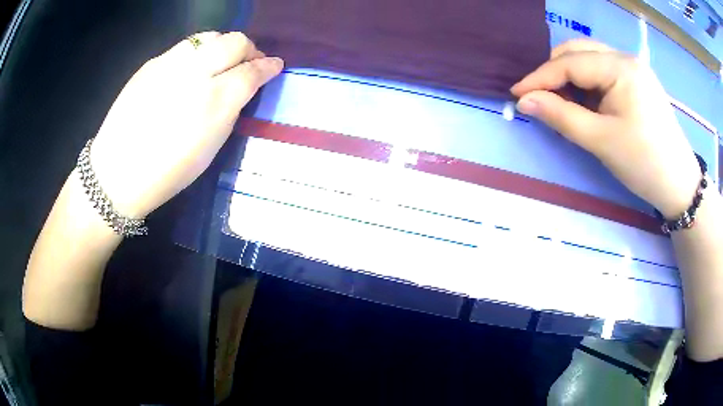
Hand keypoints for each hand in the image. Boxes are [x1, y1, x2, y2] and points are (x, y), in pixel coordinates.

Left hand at [89, 32, 283, 217]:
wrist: (117, 173)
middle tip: (250, 61)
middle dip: (249, 49)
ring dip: (222, 46)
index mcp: (214, 102)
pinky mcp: (151, 63)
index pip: (252, 71)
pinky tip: (189, 71)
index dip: (268, 66)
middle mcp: (195, 74)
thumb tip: (241, 89)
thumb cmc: (167, 172)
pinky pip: (183, 48)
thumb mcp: (210, 149)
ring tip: (220, 61)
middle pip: (235, 42)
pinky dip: (196, 54)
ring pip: (209, 37)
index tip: (275, 65)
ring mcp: (170, 64)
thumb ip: (230, 111)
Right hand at [511, 39, 700, 218]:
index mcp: (620, 67)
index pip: (570, 63)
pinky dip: (588, 83)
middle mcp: (626, 58)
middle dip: (555, 72)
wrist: (680, 184)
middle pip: (578, 52)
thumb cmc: (644, 163)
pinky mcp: (638, 81)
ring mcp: (634, 68)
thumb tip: (524, 101)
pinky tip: (587, 102)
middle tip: (541, 98)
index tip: (516, 94)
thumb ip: (561, 116)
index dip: (540, 77)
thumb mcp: (601, 141)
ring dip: (571, 77)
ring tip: (563, 102)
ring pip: (590, 59)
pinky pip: (604, 71)